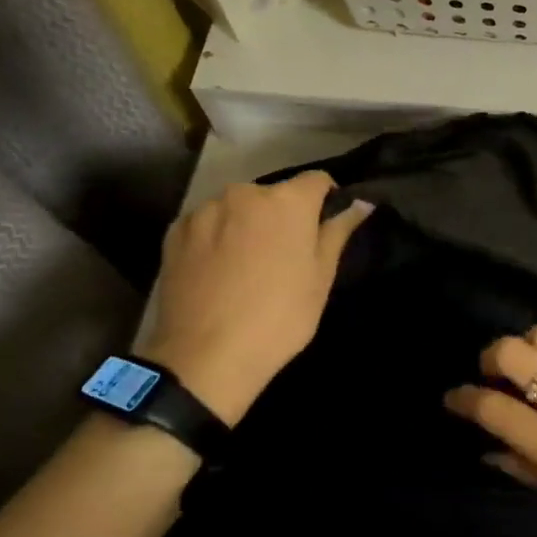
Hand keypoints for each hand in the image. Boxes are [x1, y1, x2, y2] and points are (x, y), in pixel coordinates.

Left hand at [140, 172, 370, 424]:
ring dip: (248, 225)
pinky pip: (207, 224)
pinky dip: (217, 237)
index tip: (324, 228)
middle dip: (283, 216)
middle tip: (286, 256)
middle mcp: (244, 193)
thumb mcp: (321, 277)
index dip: (326, 200)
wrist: (206, 356)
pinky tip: (218, 272)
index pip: (317, 180)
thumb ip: (339, 231)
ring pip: (238, 209)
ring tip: (247, 267)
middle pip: (274, 195)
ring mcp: (205, 210)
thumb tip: (361, 203)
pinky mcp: (175, 231)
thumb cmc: (280, 316)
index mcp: (287, 200)